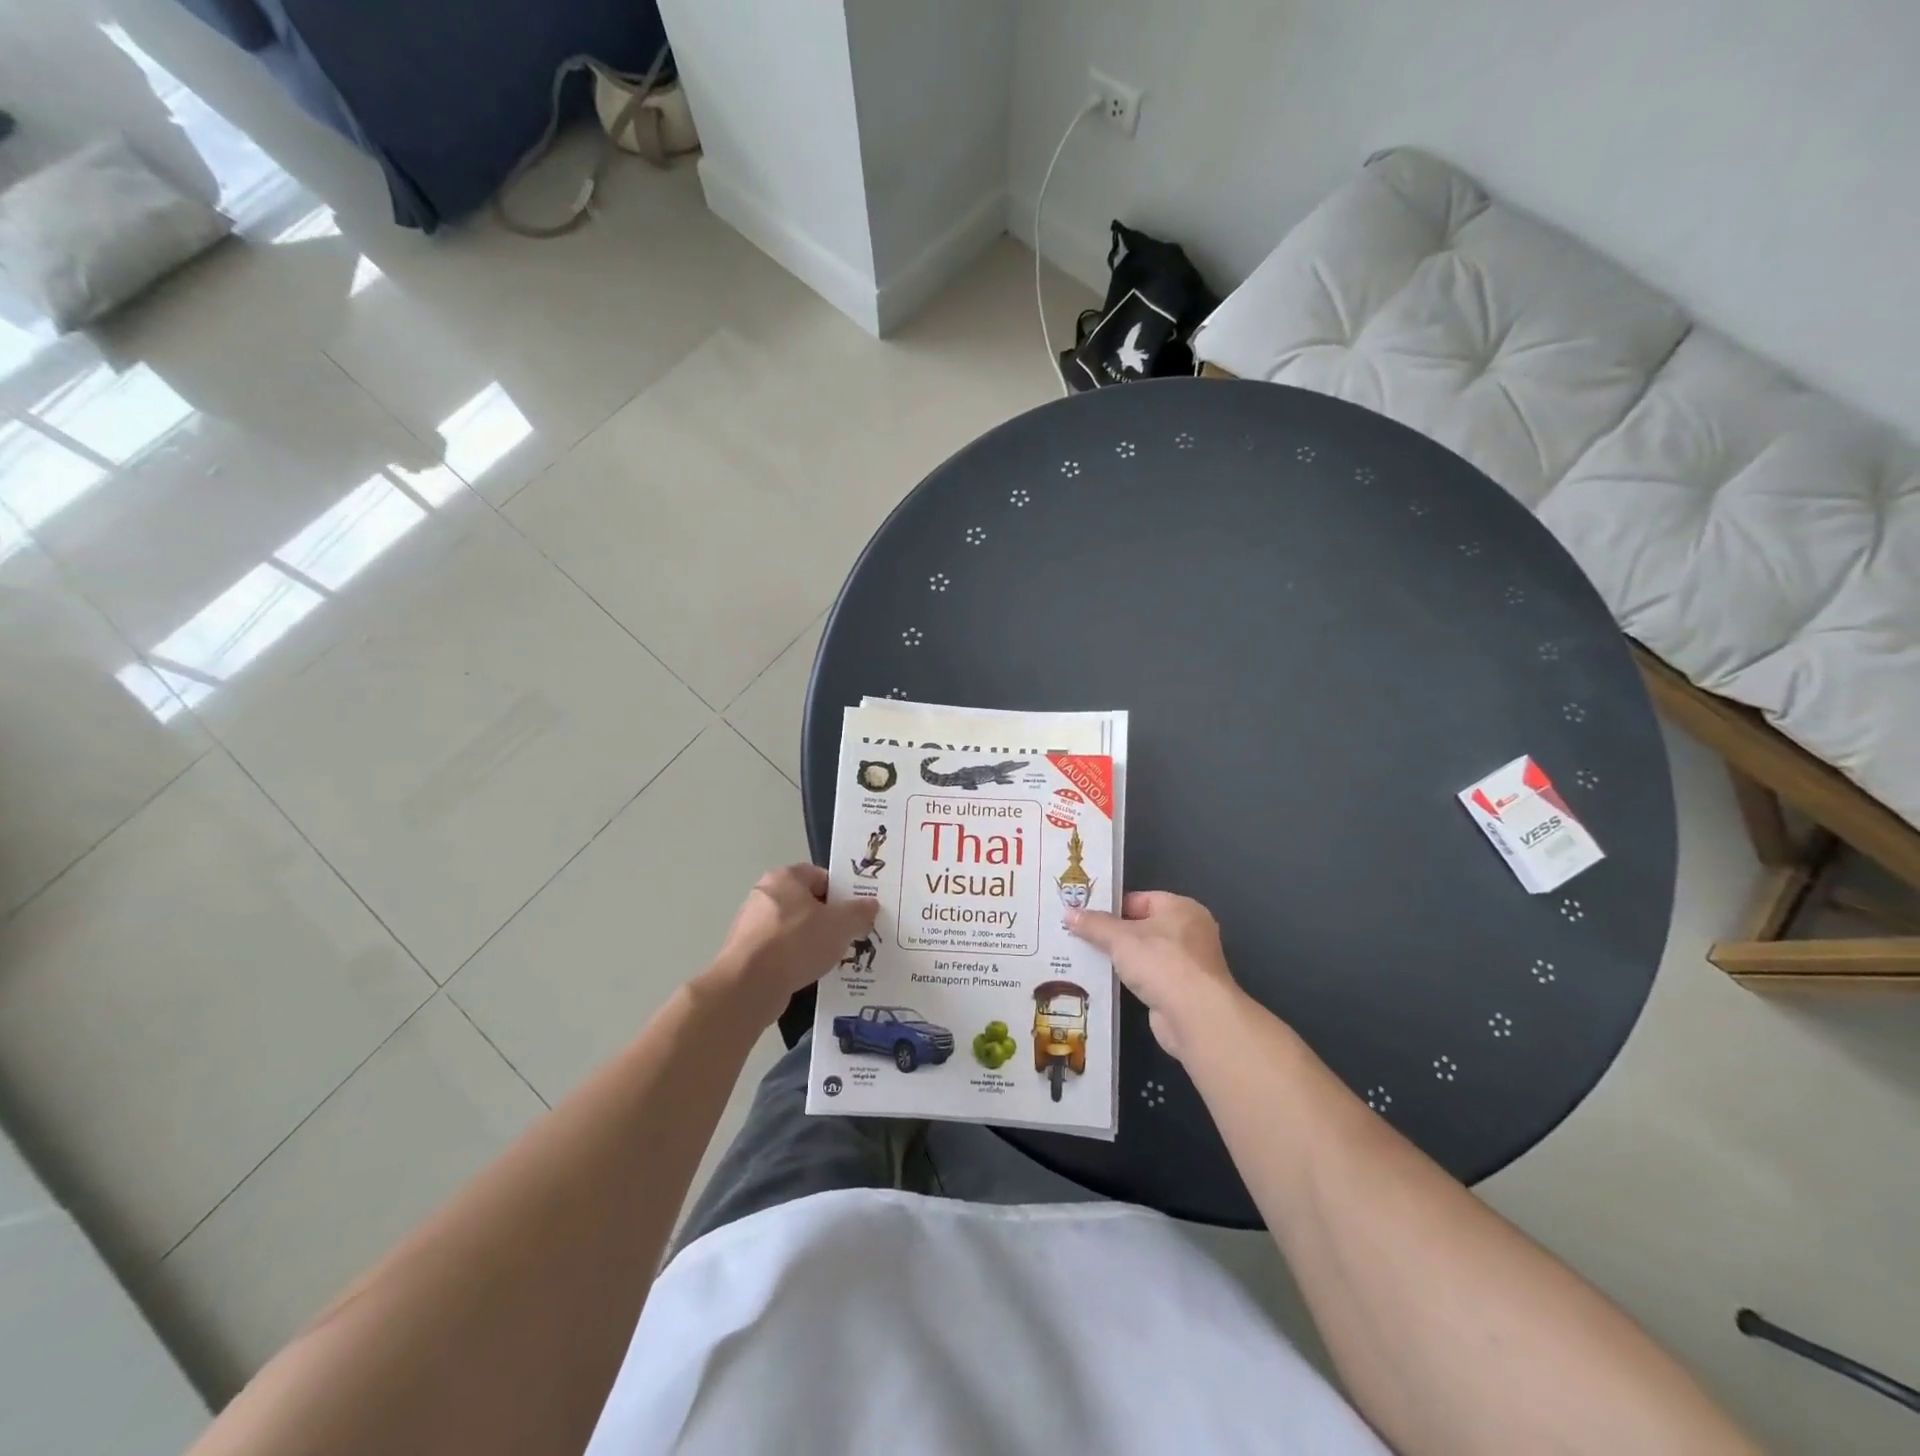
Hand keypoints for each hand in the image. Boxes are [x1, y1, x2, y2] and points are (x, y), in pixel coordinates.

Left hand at [701, 865, 878, 1027]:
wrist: (749, 985)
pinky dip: (794, 961)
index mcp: (785, 878)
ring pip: (793, 929)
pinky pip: (779, 952)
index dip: (841, 893)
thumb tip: (870, 904)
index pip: (820, 876)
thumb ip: (859, 912)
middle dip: (828, 920)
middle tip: (847, 937)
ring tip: (831, 960)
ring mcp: (751, 925)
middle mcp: (764, 895)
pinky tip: (808, 975)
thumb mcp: (840, 924)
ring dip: (811, 942)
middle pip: (806, 903)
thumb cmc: (797, 942)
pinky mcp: (745, 954)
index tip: (855, 913)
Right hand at [1067, 892, 1244, 1062]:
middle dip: (1112, 933)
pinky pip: (1149, 977)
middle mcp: (1190, 931)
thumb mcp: (1120, 938)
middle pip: (1142, 925)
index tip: (1083, 915)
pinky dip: (1131, 979)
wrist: (1195, 1017)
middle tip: (1078, 935)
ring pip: (1145, 953)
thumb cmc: (1161, 963)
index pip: (1139, 899)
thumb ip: (1094, 924)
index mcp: (1181, 908)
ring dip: (1121, 958)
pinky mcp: (1182, 991)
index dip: (1111, 906)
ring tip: (1085, 957)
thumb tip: (1068, 913)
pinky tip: (1105, 982)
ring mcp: (1188, 963)